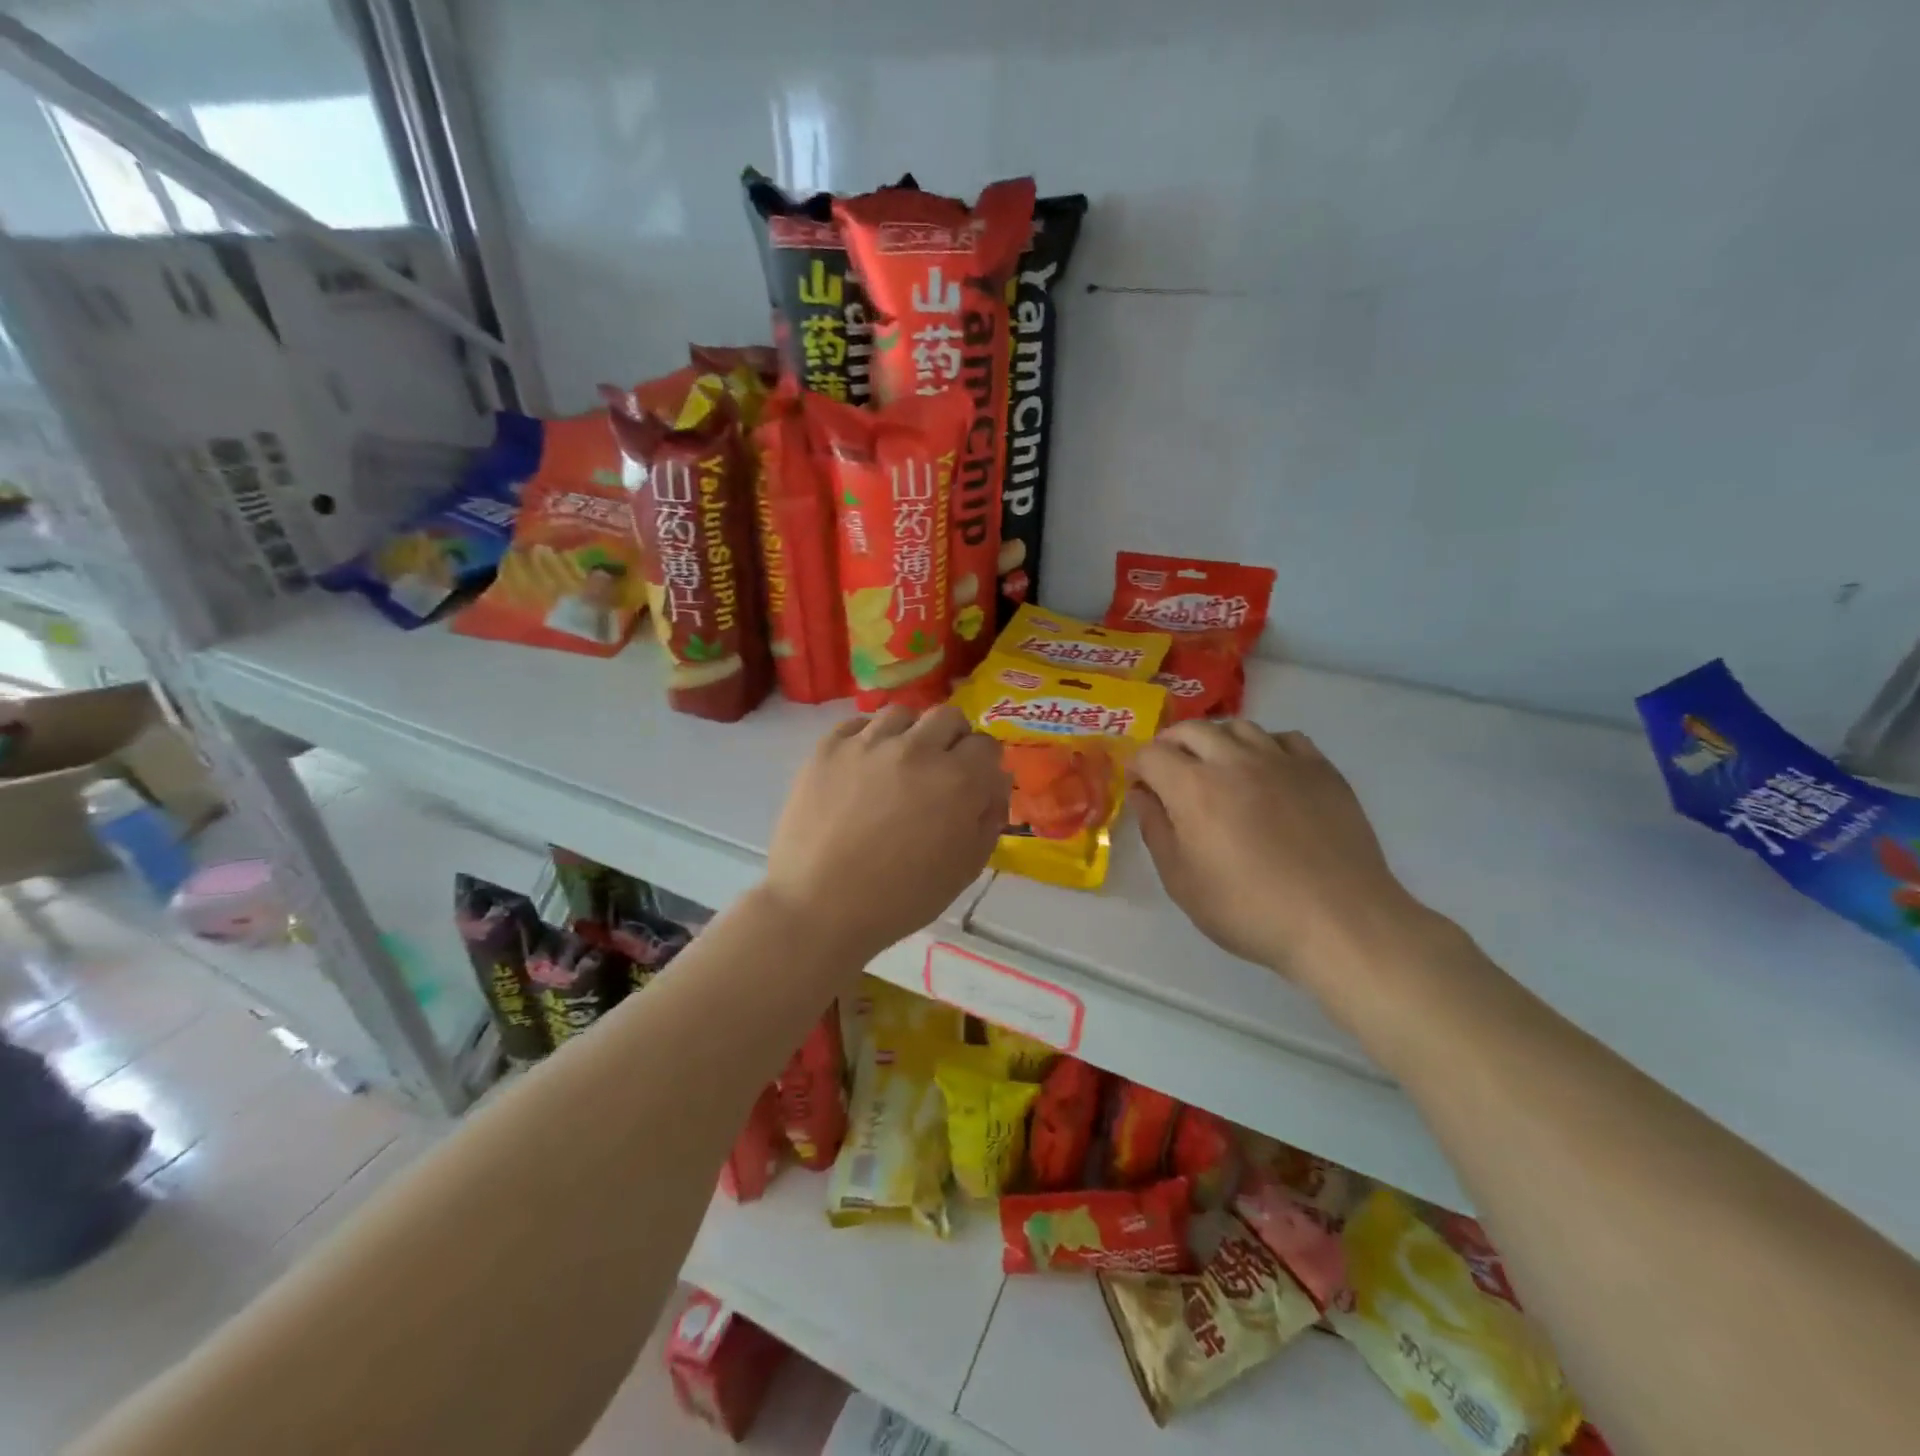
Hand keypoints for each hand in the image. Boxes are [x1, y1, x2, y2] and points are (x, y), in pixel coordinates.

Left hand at [766, 705, 1009, 962]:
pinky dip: (869, 738)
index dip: (985, 764)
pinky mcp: (828, 748)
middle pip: (948, 717)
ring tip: (900, 762)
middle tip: (941, 768)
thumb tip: (992, 785)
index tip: (976, 782)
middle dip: (953, 739)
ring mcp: (868, 743)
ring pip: (903, 713)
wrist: (819, 907)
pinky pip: (858, 723)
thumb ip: (988, 819)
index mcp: (958, 780)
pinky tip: (864, 765)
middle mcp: (916, 749)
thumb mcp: (965, 868)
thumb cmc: (901, 898)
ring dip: (911, 734)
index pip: (987, 745)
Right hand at [1130, 721, 1427, 987]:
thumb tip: (1141, 795)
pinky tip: (1266, 772)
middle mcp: (1234, 760)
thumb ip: (1156, 830)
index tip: (1140, 788)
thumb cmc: (1248, 909)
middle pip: (1191, 730)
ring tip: (1217, 768)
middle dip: (1171, 745)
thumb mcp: (1182, 882)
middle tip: (1170, 772)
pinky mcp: (1320, 769)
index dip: (1137, 767)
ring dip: (1216, 741)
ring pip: (1238, 727)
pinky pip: (1284, 738)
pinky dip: (1264, 746)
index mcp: (1193, 787)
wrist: (1338, 921)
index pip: (1151, 754)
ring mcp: (1281, 760)